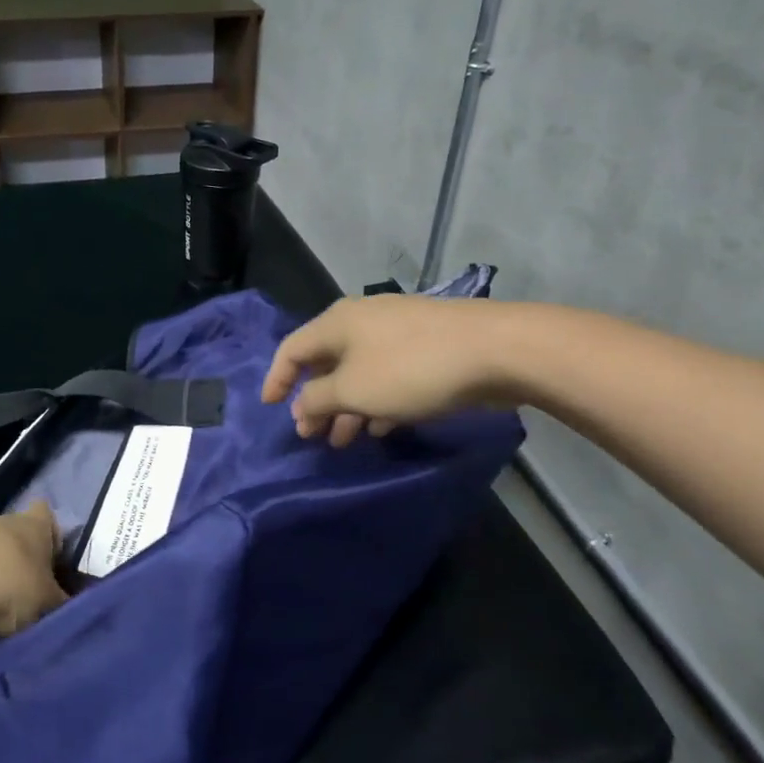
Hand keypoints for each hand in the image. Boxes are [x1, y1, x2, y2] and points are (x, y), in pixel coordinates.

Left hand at [0, 501, 66, 651]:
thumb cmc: (7, 586)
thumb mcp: (47, 603)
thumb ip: (61, 603)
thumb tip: (66, 605)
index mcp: (33, 525)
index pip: (48, 517)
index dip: (53, 540)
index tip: (54, 568)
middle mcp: (0, 523)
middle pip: (16, 547)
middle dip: (21, 576)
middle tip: (28, 609)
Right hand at [261, 296, 526, 446]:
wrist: (494, 350)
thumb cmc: (411, 369)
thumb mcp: (354, 390)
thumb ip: (318, 399)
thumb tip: (300, 407)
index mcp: (336, 323)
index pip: (291, 349)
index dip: (276, 379)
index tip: (269, 408)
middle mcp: (361, 321)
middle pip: (325, 362)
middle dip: (315, 401)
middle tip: (311, 435)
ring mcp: (396, 331)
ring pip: (358, 372)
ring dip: (346, 407)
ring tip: (344, 441)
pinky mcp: (425, 346)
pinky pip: (386, 375)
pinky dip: (375, 400)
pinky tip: (380, 427)